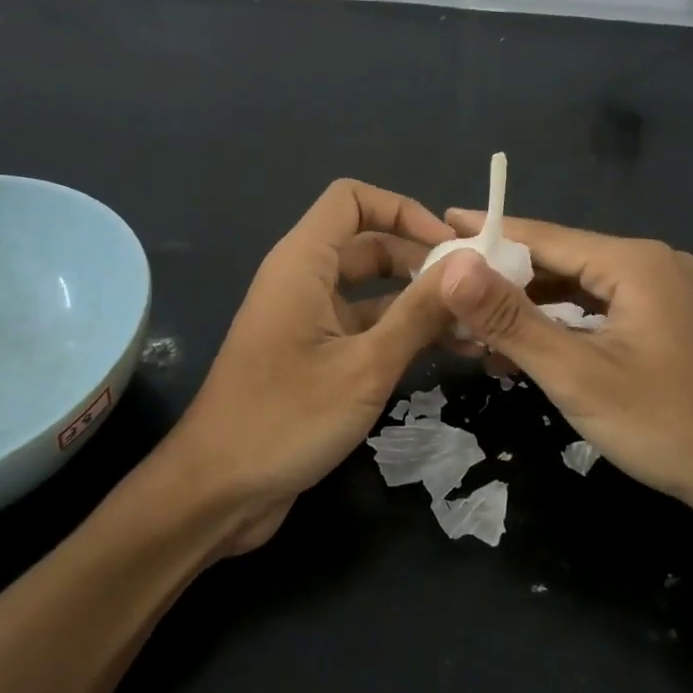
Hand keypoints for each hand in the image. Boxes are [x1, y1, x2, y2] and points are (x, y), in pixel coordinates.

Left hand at [163, 180, 454, 555]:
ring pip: (371, 292)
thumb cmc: (285, 420)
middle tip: (476, 293)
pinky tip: (445, 354)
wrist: (217, 492)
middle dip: (422, 262)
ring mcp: (307, 321)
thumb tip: (470, 265)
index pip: (352, 199)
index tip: (449, 247)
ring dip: (418, 303)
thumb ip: (418, 313)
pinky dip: (400, 334)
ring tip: (474, 327)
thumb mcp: (365, 366)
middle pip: (369, 245)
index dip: (403, 210)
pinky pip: (363, 328)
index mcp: (302, 264)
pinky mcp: (313, 358)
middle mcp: (302, 282)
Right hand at [435, 212, 692, 539]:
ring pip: (582, 287)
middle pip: (563, 259)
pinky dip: (565, 322)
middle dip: (506, 277)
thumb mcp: (576, 373)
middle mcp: (654, 263)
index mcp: (635, 262)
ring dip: (533, 305)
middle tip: (449, 288)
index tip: (441, 226)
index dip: (490, 234)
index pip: (545, 237)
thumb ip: (511, 319)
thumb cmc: (664, 424)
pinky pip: (604, 309)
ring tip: (478, 322)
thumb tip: (453, 268)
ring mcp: (668, 292)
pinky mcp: (671, 320)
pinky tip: (531, 343)